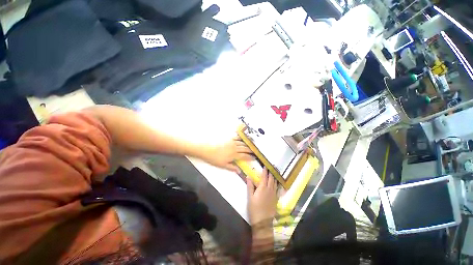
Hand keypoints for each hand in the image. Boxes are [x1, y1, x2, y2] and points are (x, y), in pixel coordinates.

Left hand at [204, 137, 253, 172]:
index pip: (244, 156)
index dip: (250, 157)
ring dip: (247, 144)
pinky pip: (237, 137)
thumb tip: (239, 171)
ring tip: (251, 145)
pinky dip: (241, 138)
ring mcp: (232, 141)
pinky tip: (243, 138)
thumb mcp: (223, 165)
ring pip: (242, 143)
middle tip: (255, 151)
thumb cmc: (214, 158)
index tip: (254, 158)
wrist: (206, 148)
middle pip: (245, 148)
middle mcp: (235, 147)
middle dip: (250, 150)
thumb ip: (232, 167)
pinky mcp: (228, 138)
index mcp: (234, 155)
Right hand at [247, 168, 277, 226]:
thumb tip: (248, 176)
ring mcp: (274, 194)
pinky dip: (277, 184)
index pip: (264, 177)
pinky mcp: (276, 199)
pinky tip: (277, 184)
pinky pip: (277, 189)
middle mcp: (270, 189)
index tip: (265, 166)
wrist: (263, 222)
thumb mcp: (250, 197)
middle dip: (271, 173)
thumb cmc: (254, 209)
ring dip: (274, 178)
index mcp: (263, 188)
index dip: (265, 171)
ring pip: (275, 183)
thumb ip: (250, 186)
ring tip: (274, 173)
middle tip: (271, 168)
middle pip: (271, 179)